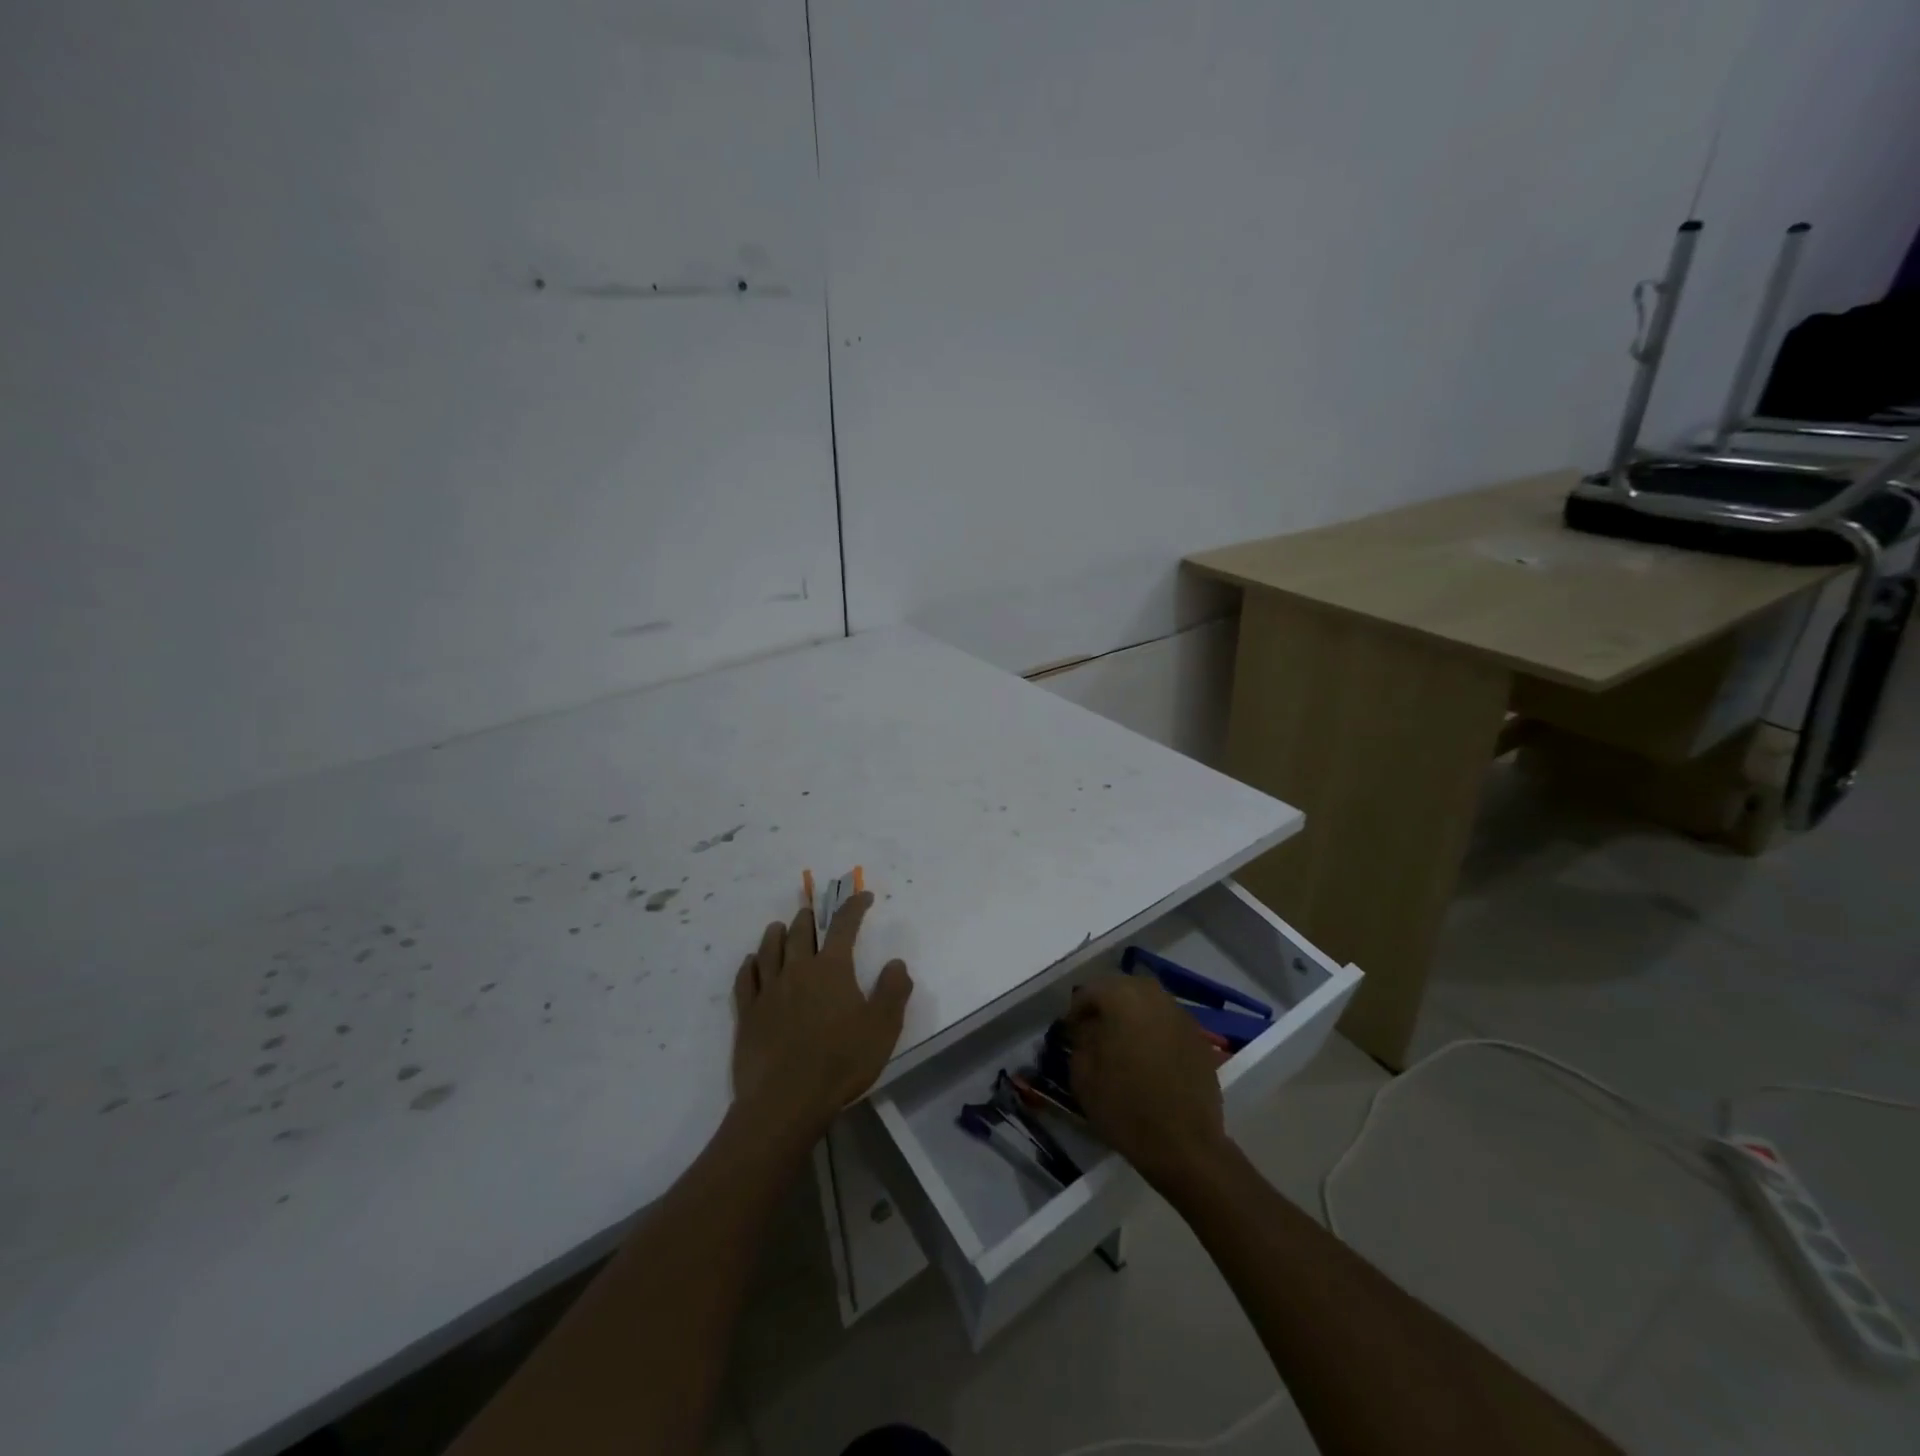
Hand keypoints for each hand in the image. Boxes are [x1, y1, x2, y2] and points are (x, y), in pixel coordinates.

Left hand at [731, 892, 912, 1133]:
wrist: (786, 1100)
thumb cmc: (841, 1062)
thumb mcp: (883, 1028)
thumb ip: (893, 991)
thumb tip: (896, 963)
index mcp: (831, 969)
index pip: (844, 926)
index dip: (854, 907)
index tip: (862, 897)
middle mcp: (797, 970)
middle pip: (800, 932)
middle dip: (810, 918)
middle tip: (814, 913)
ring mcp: (769, 991)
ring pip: (769, 950)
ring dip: (776, 934)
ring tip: (779, 926)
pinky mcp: (748, 1015)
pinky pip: (745, 980)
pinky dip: (749, 965)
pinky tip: (751, 963)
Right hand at [1066, 974, 1229, 1190]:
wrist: (1185, 1146)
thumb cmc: (1126, 1108)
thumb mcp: (1083, 1076)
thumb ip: (1080, 1041)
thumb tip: (1084, 1028)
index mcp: (1123, 998)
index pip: (1090, 990)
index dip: (1076, 1010)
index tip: (1070, 1033)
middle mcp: (1154, 997)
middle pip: (1122, 988)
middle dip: (1106, 1005)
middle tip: (1094, 1032)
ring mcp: (1181, 1016)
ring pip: (1148, 1002)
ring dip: (1132, 1015)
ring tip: (1122, 1043)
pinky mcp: (1199, 1038)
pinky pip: (1168, 1022)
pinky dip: (1154, 1030)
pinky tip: (1148, 1057)